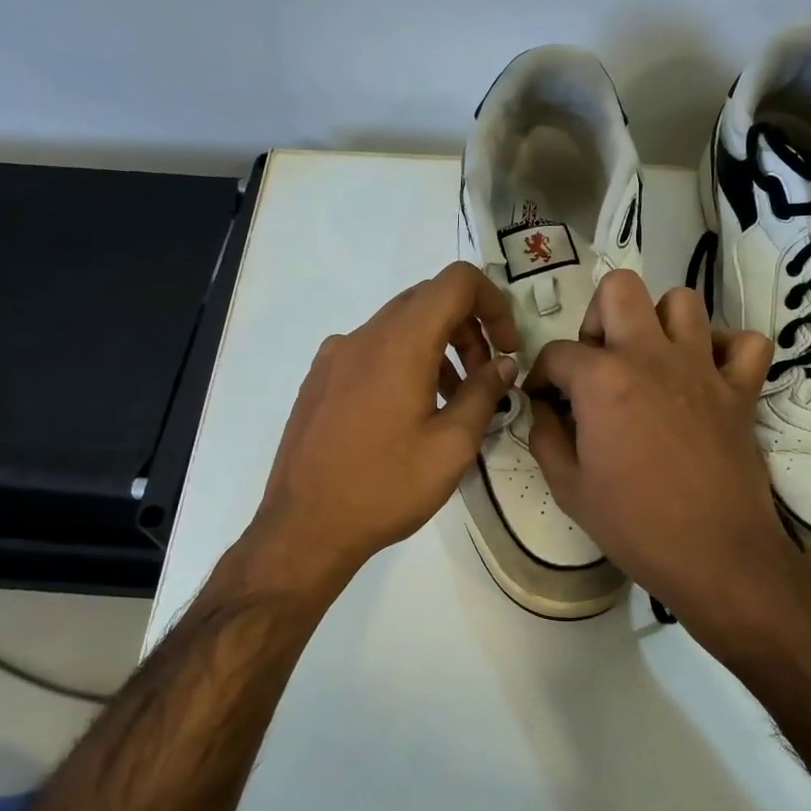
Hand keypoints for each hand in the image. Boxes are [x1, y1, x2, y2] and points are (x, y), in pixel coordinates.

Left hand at [245, 262, 520, 594]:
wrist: (305, 528)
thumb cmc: (386, 487)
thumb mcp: (452, 446)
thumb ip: (484, 393)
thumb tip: (503, 363)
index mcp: (400, 343)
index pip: (457, 282)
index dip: (493, 303)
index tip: (506, 349)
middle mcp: (364, 335)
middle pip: (428, 299)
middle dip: (468, 328)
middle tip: (484, 377)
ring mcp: (335, 355)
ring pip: (399, 325)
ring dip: (437, 346)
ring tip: (451, 399)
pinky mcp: (320, 378)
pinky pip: (372, 349)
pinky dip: (405, 361)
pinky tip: (408, 412)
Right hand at [527, 271, 807, 639]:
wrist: (714, 554)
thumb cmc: (634, 524)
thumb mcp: (568, 487)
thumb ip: (546, 436)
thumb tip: (545, 408)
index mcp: (603, 379)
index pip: (557, 352)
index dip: (542, 375)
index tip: (545, 400)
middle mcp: (651, 356)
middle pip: (620, 289)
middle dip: (599, 317)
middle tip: (599, 362)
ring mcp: (702, 367)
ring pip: (682, 301)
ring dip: (660, 323)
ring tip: (651, 361)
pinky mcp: (741, 389)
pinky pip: (745, 342)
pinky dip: (726, 348)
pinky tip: (707, 374)